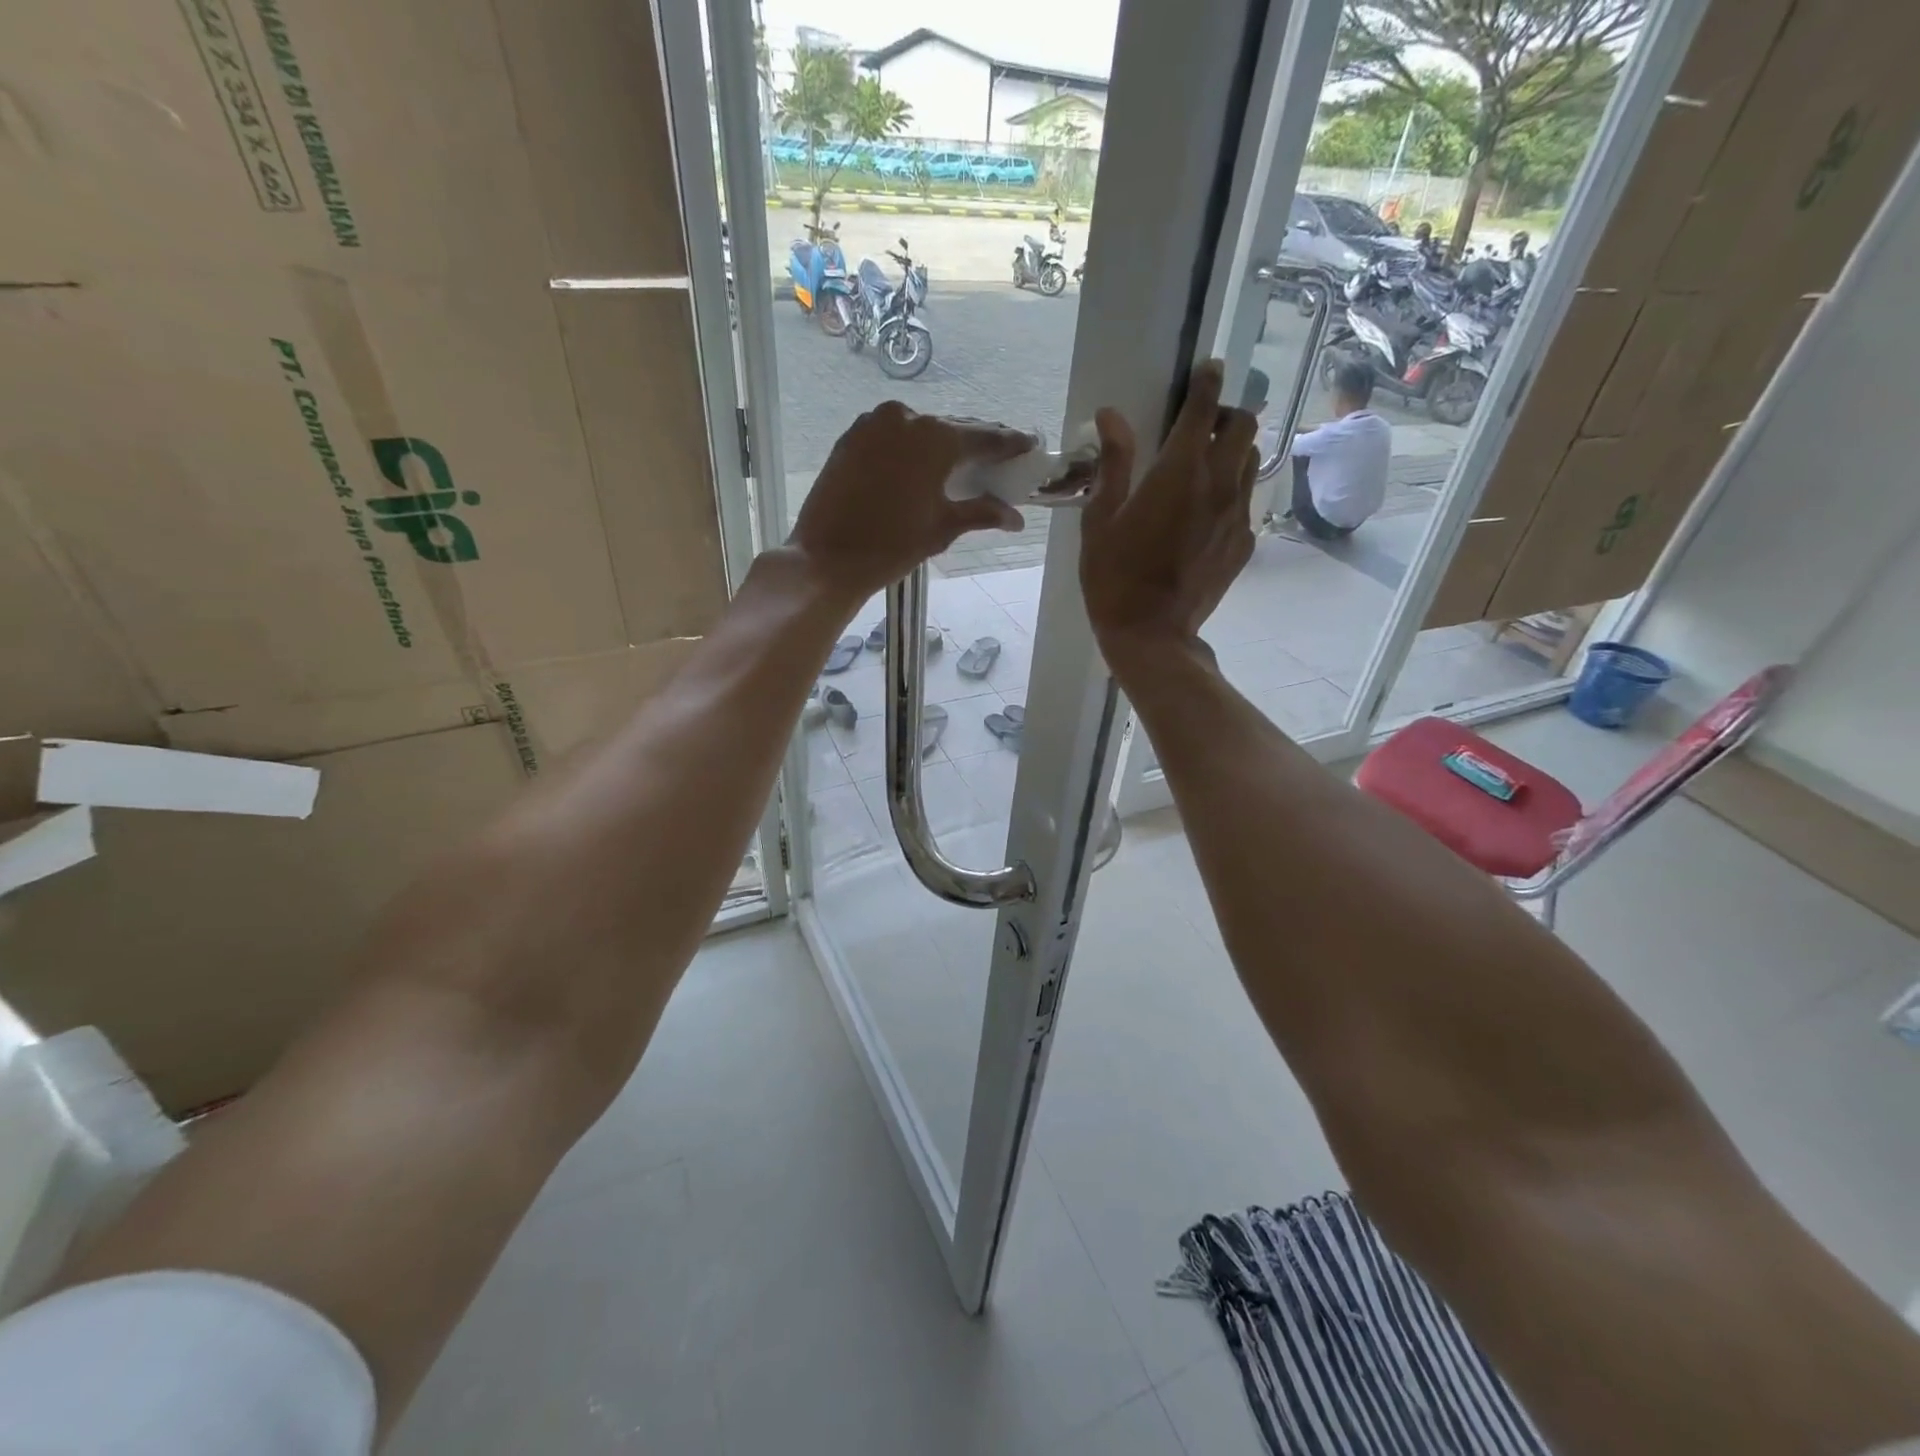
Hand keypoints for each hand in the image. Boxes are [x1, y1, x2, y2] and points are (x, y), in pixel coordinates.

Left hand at [789, 402, 1029, 602]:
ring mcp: (873, 424)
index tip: (1029, 444)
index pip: (984, 438)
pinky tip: (920, 465)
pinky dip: (910, 448)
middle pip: (951, 429)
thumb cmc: (892, 545)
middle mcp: (906, 418)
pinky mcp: (851, 437)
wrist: (826, 558)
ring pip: (919, 431)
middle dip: (975, 444)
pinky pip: (892, 436)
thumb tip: (1015, 518)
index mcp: (935, 438)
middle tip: (998, 457)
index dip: (1010, 444)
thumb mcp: (942, 528)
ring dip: (941, 445)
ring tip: (959, 464)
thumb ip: (981, 513)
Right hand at [1079, 359, 1258, 660]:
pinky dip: (1231, 490)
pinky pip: (1246, 500)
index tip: (1207, 368)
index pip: (1204, 407)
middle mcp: (1218, 484)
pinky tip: (1207, 511)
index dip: (1207, 381)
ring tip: (1206, 465)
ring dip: (1233, 450)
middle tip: (1201, 426)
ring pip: (1251, 461)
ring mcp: (1237, 514)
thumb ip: (1112, 463)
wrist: (1152, 634)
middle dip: (1226, 414)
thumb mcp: (1100, 519)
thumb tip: (1111, 414)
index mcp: (1178, 471)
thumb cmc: (1114, 577)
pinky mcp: (1244, 542)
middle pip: (1244, 425)